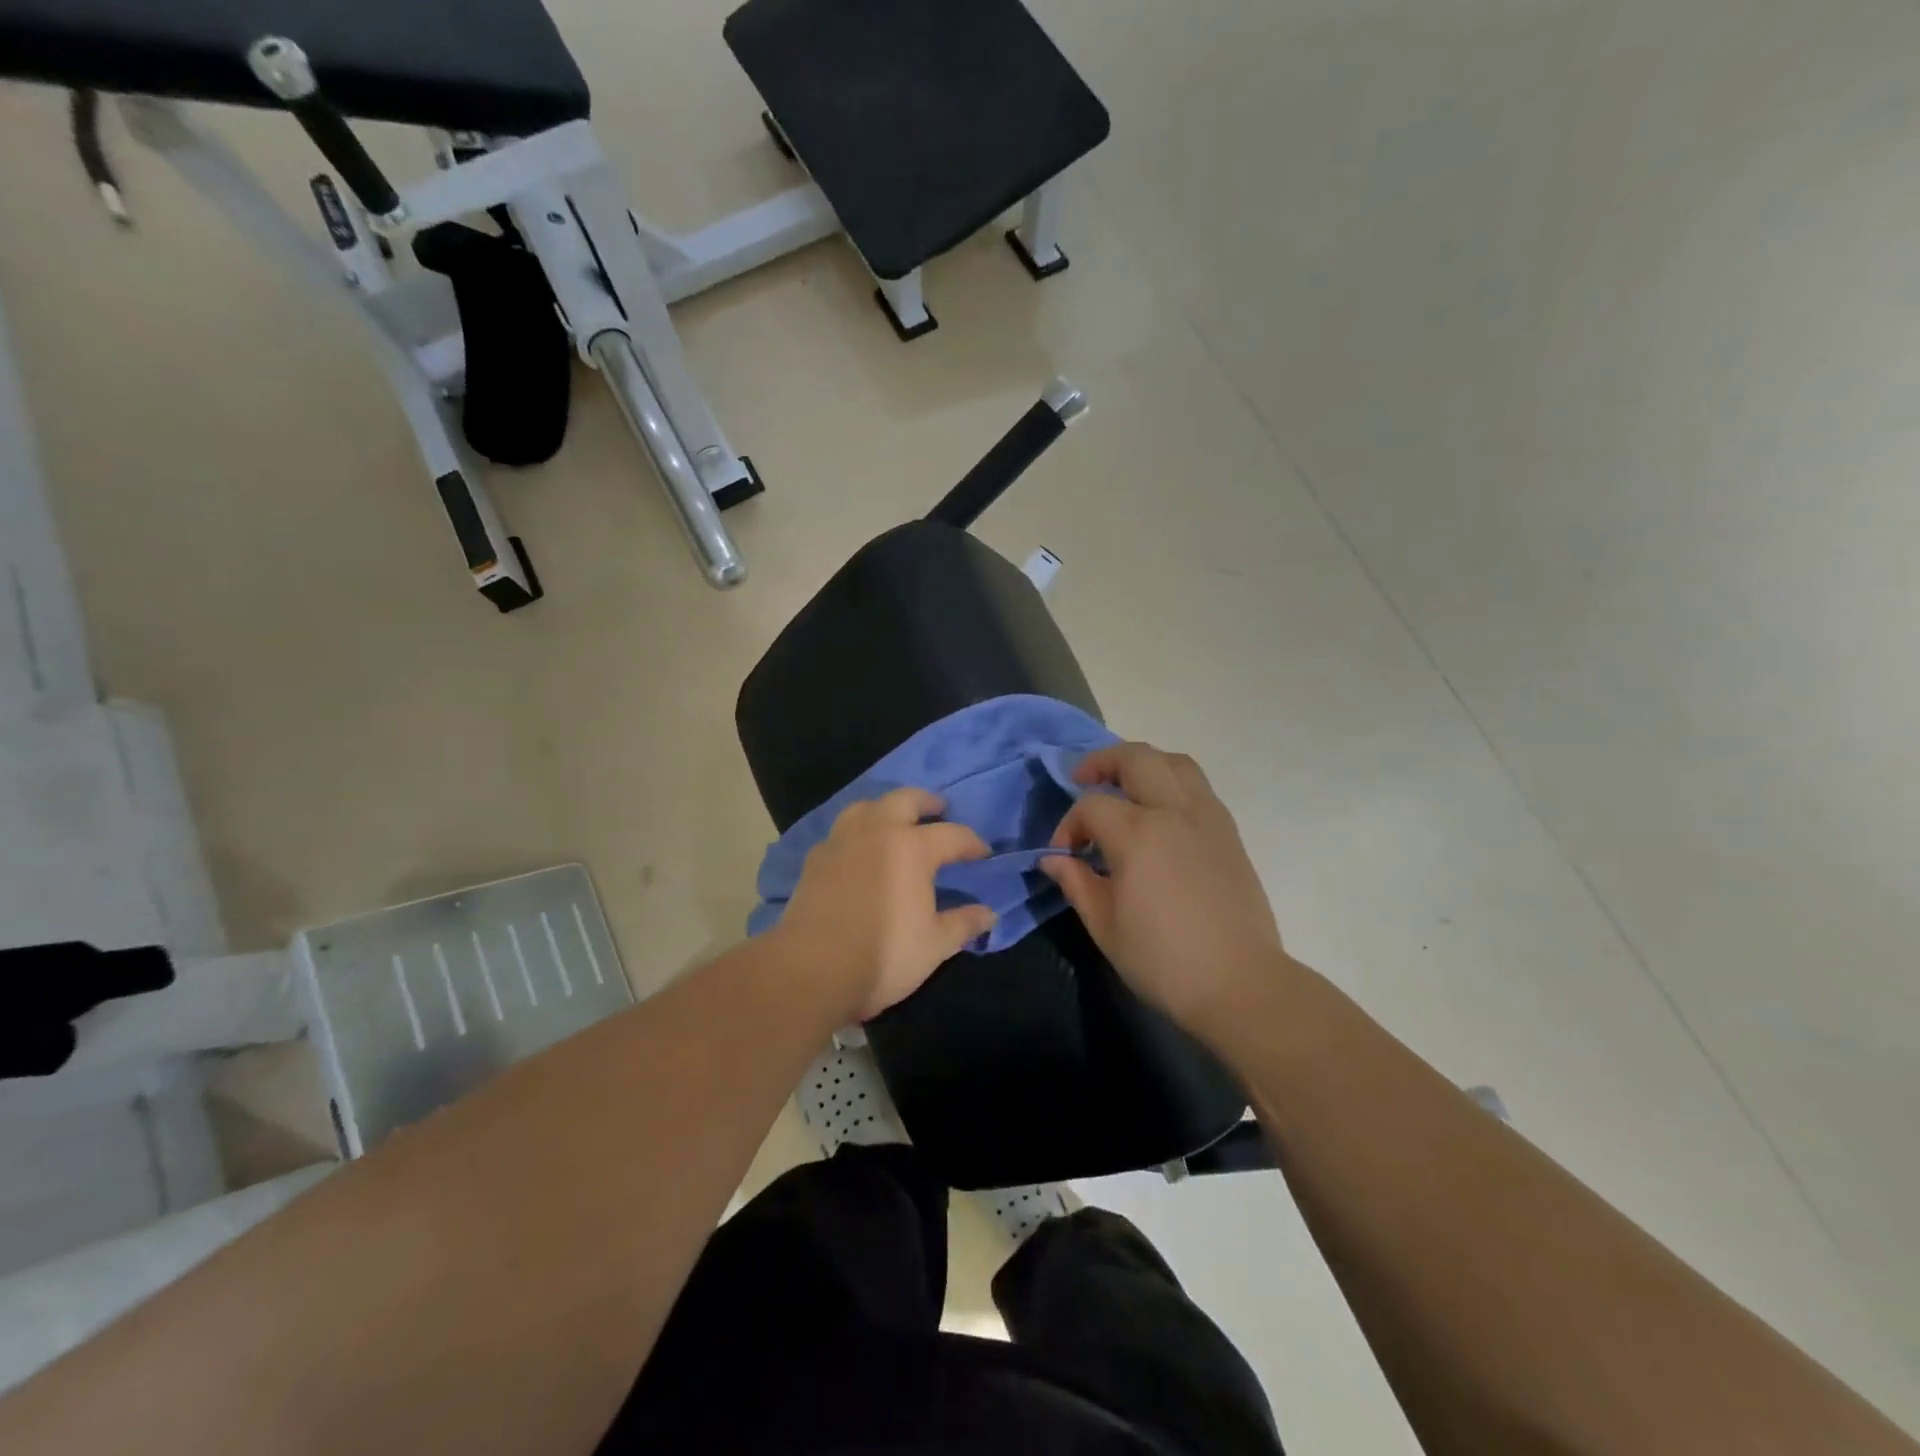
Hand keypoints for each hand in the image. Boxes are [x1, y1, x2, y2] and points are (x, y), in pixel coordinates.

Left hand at [772, 788, 997, 1021]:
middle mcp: (876, 832)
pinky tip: (857, 851)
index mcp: (912, 847)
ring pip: (865, 807)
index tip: (983, 853)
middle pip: (905, 799)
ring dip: (885, 808)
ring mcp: (841, 842)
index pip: (952, 834)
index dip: (971, 843)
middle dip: (926, 801)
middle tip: (938, 809)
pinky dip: (855, 834)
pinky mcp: (814, 860)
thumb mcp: (935, 945)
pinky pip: (839, 833)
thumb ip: (963, 924)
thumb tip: (989, 914)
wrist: (812, 969)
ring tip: (893, 821)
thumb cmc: (884, 955)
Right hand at [1042, 743, 1285, 1031]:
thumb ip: (1076, 882)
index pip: (1091, 806)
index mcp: (1138, 834)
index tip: (1064, 855)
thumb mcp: (1105, 926)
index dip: (1069, 825)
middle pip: (1136, 758)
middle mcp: (1174, 812)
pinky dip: (1171, 781)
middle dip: (1102, 762)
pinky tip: (1159, 811)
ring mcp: (1207, 818)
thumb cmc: (1163, 960)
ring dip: (1142, 763)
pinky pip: (1196, 786)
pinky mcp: (1228, 832)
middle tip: (1082, 779)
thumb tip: (1054, 859)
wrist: (1240, 984)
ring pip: (1174, 762)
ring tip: (1124, 784)